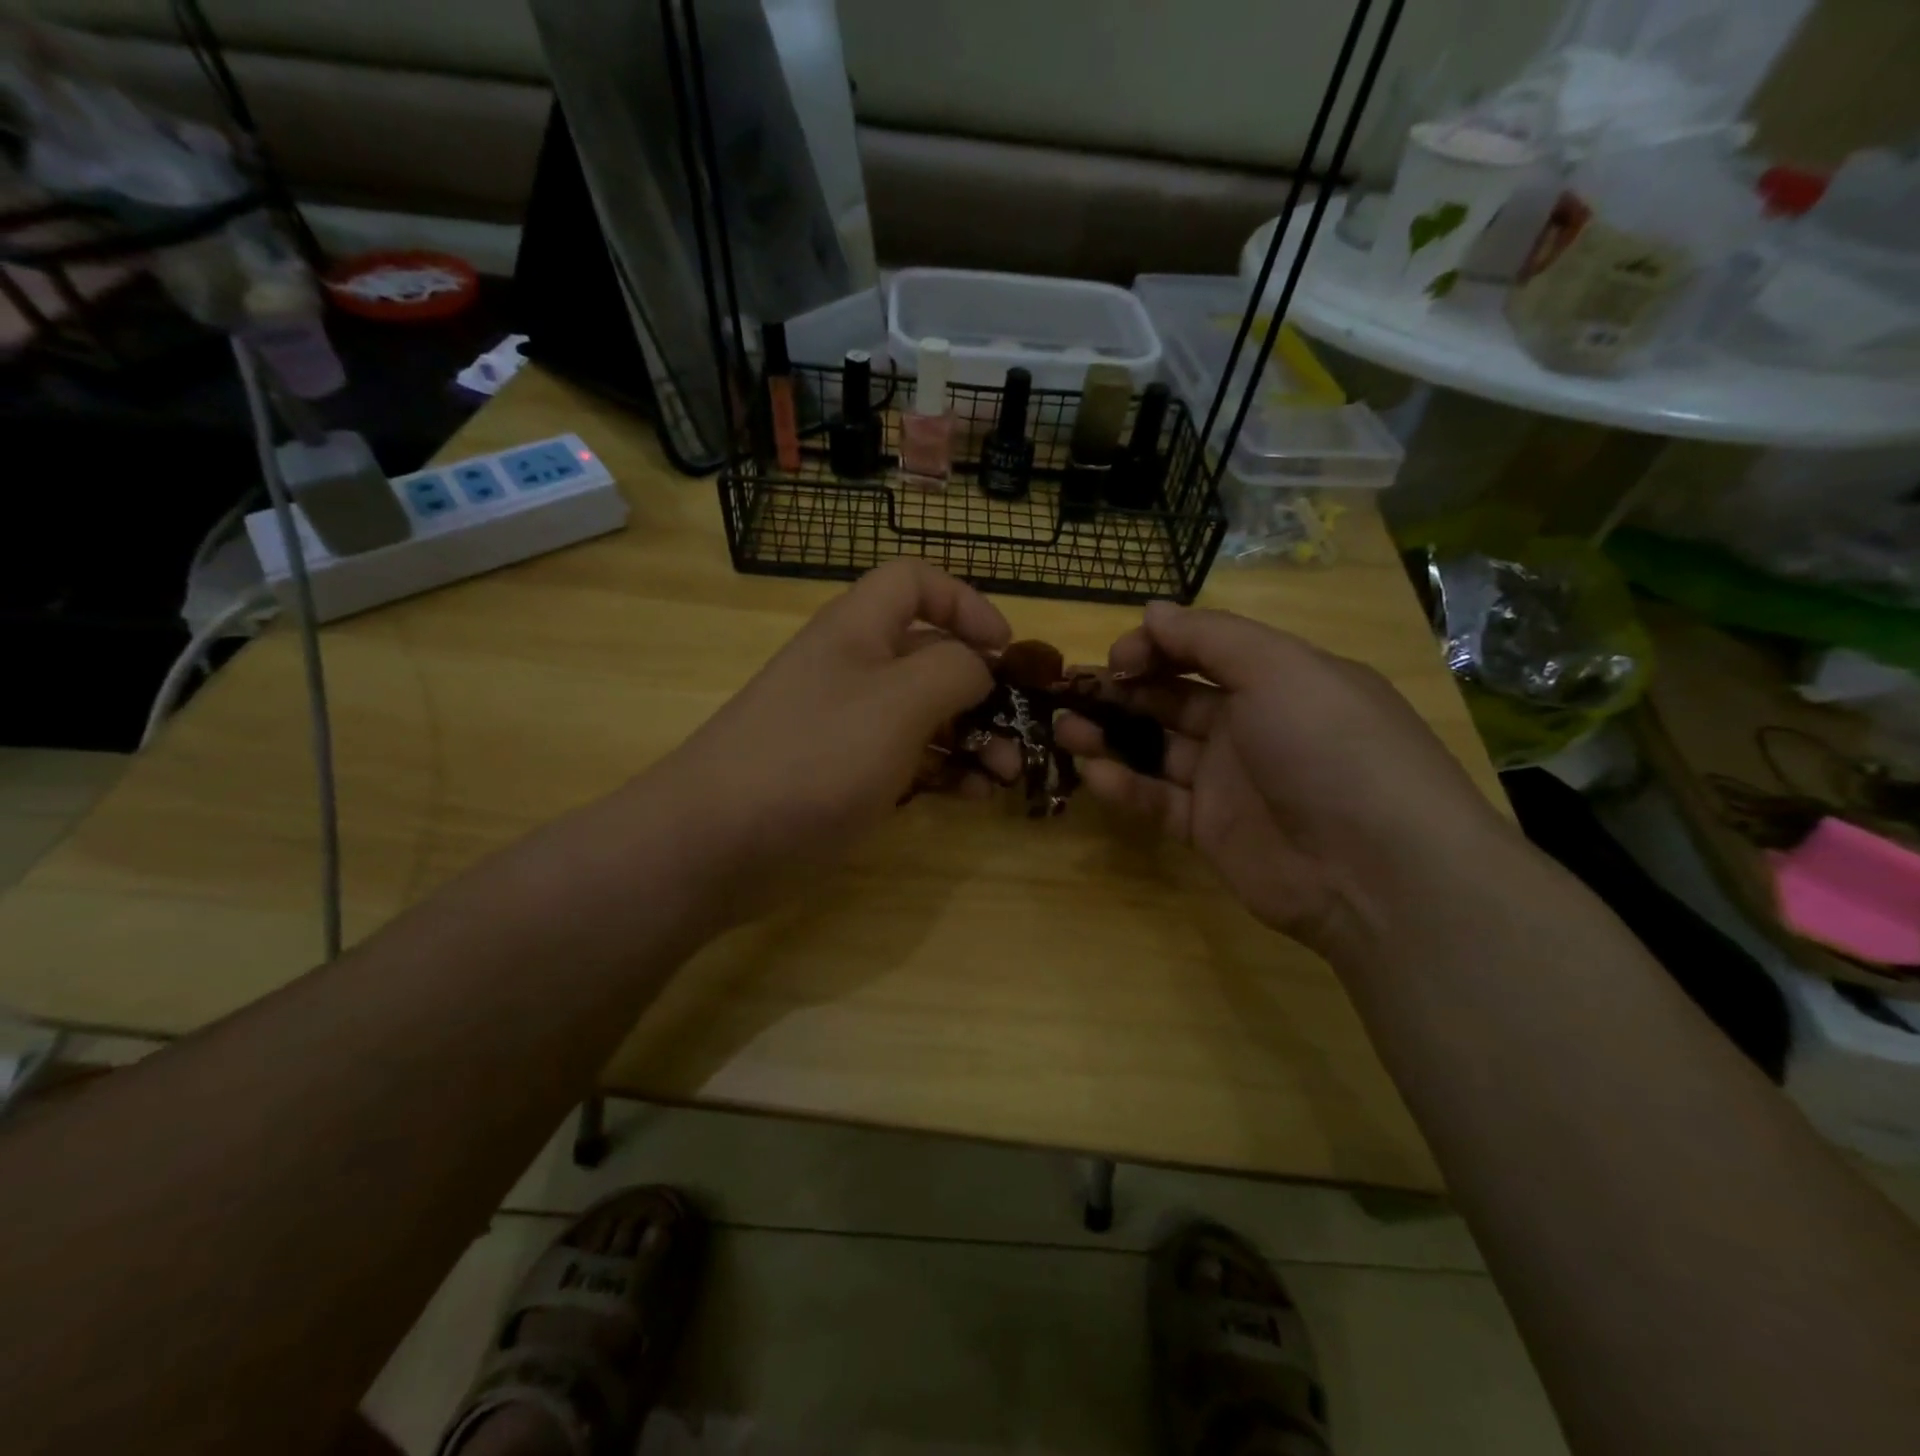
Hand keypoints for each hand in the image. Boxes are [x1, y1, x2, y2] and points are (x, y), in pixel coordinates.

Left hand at [651, 560, 1010, 914]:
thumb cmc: (815, 757)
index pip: (915, 582)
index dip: (965, 602)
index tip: (1005, 648)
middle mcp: (853, 668)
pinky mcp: (844, 775)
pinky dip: (944, 771)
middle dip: (982, 687)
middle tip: (1020, 730)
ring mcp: (847, 725)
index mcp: (858, 630)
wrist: (716, 842)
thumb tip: (979, 666)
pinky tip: (972, 797)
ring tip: (1005, 775)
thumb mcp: (898, 702)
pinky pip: (907, 760)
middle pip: (930, 654)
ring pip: (925, 714)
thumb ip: (953, 670)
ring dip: (973, 736)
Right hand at [1056, 601, 1514, 955]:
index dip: (1154, 648)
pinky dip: (1124, 785)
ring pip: (1156, 748)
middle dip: (1121, 690)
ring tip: (1064, 728)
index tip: (1116, 659)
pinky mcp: (1210, 830)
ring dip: (1109, 735)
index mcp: (1277, 678)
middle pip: (1172, 698)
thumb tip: (1151, 610)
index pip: (1202, 651)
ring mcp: (1229, 781)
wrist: (1374, 869)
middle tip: (1072, 691)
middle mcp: (1251, 724)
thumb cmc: (1328, 746)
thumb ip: (1209, 637)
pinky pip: (1158, 800)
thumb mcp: (1279, 668)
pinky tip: (1092, 773)